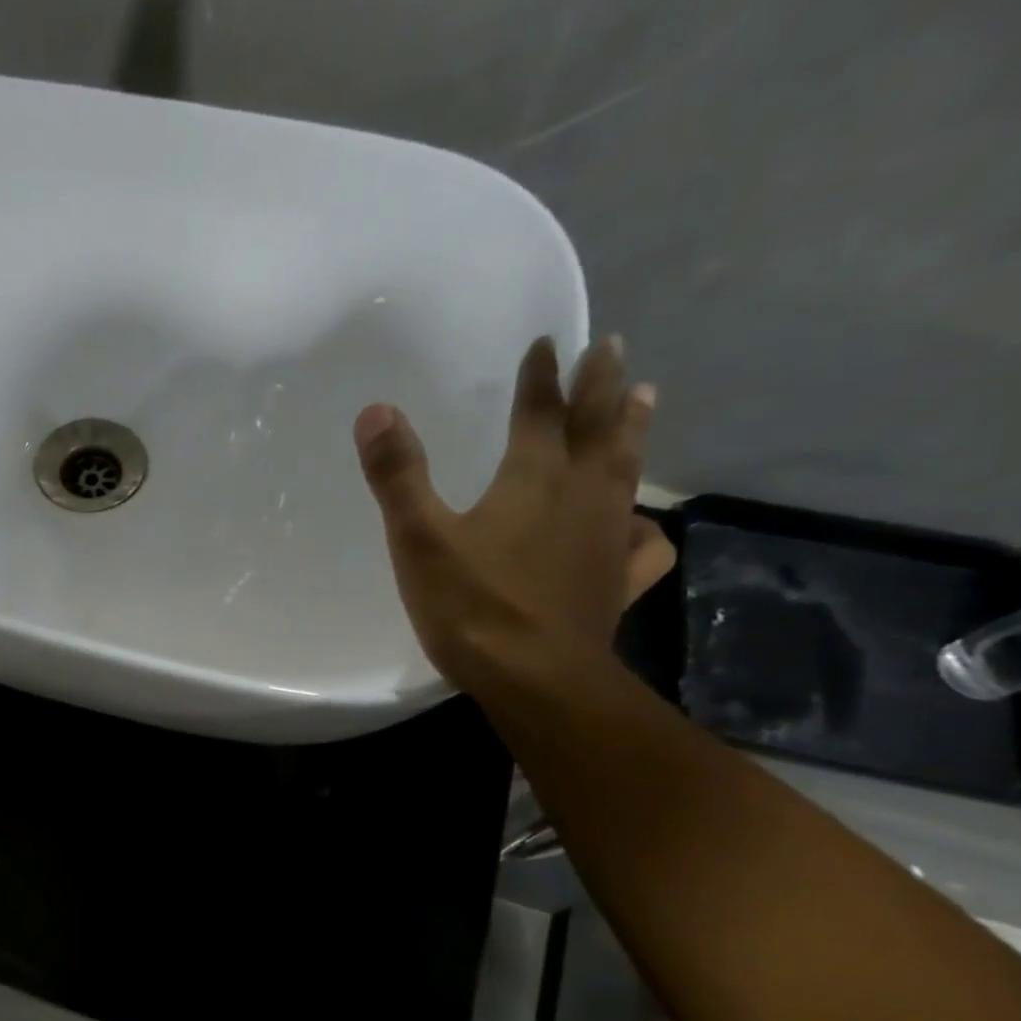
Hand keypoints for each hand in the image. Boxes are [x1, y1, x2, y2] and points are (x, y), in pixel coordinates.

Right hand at [354, 335, 675, 698]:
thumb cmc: (472, 606)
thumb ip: (398, 476)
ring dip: (632, 429)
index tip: (547, 342)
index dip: (541, 376)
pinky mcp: (616, 580)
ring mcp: (607, 537)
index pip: (539, 412)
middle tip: (613, 347)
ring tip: (644, 399)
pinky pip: (642, 543)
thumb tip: (376, 411)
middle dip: (602, 384)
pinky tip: (638, 525)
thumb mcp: (420, 540)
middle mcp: (581, 494)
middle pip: (597, 426)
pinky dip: (644, 526)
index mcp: (533, 478)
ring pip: (627, 469)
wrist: (535, 677)